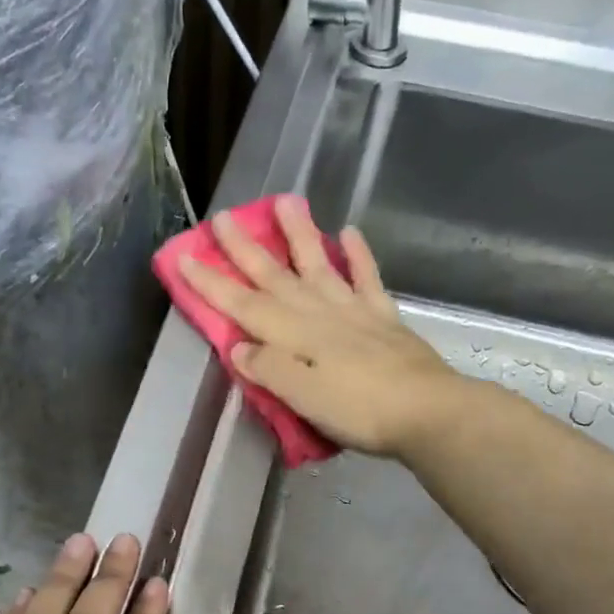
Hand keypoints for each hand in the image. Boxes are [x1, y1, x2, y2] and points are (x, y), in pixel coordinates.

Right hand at [177, 197, 461, 456]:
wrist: (427, 412)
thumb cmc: (359, 411)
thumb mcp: (302, 398)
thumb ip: (268, 369)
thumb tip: (238, 346)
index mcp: (292, 335)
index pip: (242, 304)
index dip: (211, 282)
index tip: (185, 256)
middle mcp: (318, 313)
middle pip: (274, 276)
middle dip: (245, 248)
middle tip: (224, 216)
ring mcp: (353, 311)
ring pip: (318, 264)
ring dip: (299, 234)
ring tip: (286, 201)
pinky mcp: (383, 317)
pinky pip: (366, 278)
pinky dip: (357, 255)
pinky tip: (348, 232)